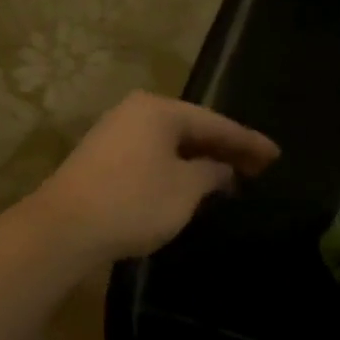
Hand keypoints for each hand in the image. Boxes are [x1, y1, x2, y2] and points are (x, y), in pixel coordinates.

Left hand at [31, 91, 280, 264]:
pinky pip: (152, 156)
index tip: (275, 155)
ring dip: (200, 160)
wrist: (64, 228)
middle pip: (192, 129)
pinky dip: (176, 168)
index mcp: (159, 110)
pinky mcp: (102, 159)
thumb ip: (211, 173)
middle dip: (225, 149)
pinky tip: (189, 184)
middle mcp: (136, 112)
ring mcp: (115, 134)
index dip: (248, 142)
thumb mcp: (184, 189)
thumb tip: (221, 168)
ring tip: (229, 176)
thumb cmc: (134, 202)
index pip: (216, 123)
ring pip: (170, 144)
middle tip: (258, 168)